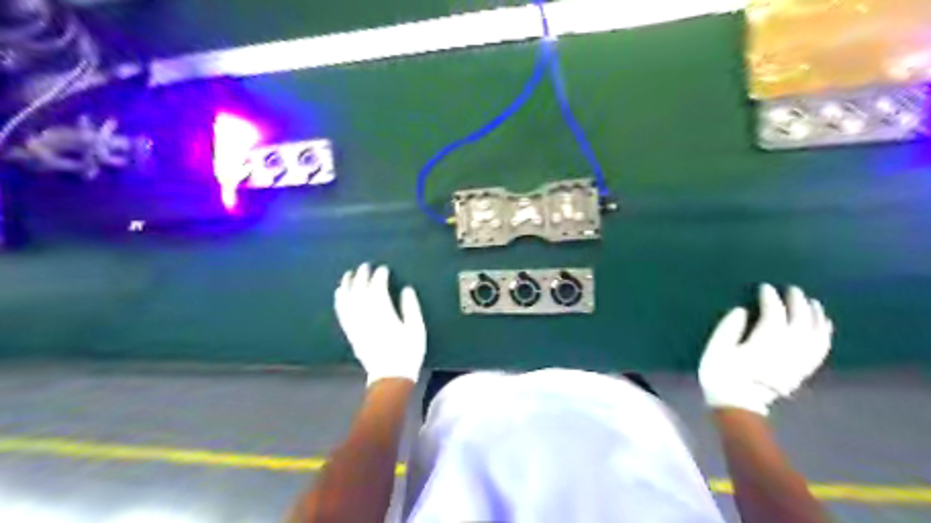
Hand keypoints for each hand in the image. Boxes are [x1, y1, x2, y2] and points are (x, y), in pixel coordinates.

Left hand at [334, 263, 425, 386]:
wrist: (390, 376)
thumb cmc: (407, 352)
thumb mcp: (416, 329)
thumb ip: (411, 307)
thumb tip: (407, 289)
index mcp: (383, 314)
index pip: (377, 288)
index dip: (380, 276)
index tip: (384, 269)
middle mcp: (366, 316)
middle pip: (360, 290)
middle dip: (362, 275)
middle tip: (366, 265)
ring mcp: (356, 324)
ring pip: (347, 299)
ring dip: (347, 284)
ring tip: (349, 273)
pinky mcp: (350, 332)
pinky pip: (341, 312)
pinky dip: (339, 300)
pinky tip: (339, 292)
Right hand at [699, 285, 836, 414]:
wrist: (737, 406)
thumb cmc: (721, 375)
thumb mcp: (715, 350)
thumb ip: (727, 328)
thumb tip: (740, 310)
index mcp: (764, 343)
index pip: (774, 314)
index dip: (770, 298)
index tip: (765, 287)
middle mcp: (787, 350)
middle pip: (799, 321)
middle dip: (797, 302)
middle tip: (791, 289)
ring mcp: (798, 361)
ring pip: (815, 334)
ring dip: (816, 316)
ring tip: (812, 302)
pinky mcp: (802, 370)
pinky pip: (820, 349)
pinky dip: (825, 335)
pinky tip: (825, 325)